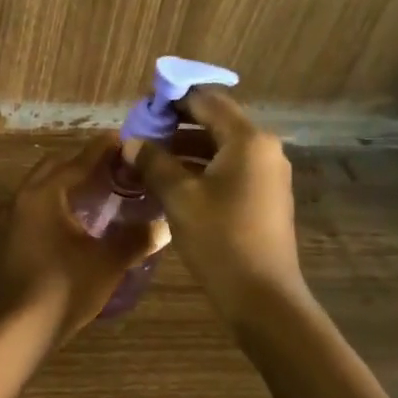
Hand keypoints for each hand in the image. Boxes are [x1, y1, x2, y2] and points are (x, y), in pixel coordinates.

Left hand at [0, 136, 159, 348]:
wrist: (13, 332)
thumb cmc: (62, 289)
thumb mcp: (107, 264)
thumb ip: (136, 239)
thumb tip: (163, 224)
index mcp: (43, 195)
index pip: (77, 162)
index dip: (102, 150)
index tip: (121, 139)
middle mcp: (19, 200)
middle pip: (52, 171)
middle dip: (80, 166)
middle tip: (110, 170)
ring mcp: (4, 224)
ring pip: (37, 193)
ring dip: (62, 189)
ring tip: (92, 199)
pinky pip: (27, 216)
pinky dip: (48, 212)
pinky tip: (65, 232)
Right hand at [133, 87, 303, 308]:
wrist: (263, 298)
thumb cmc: (220, 239)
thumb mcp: (179, 197)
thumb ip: (153, 162)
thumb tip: (130, 142)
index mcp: (247, 139)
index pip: (206, 100)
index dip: (173, 99)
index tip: (142, 107)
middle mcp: (263, 148)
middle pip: (215, 121)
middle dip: (176, 124)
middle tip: (141, 133)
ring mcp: (267, 173)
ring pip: (220, 146)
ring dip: (185, 148)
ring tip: (149, 158)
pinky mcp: (264, 196)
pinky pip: (228, 168)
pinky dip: (200, 167)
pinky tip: (171, 181)